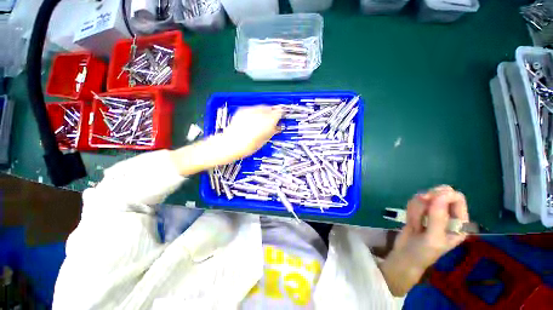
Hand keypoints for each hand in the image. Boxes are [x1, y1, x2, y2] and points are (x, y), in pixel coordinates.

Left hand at [169, 105, 281, 175]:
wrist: (228, 144)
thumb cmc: (247, 147)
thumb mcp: (262, 142)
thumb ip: (271, 132)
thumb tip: (277, 128)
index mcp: (266, 122)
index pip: (278, 113)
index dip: (281, 114)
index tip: (282, 116)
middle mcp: (258, 114)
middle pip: (270, 108)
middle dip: (273, 112)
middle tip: (274, 119)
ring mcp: (249, 111)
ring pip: (261, 107)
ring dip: (265, 111)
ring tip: (264, 119)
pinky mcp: (242, 111)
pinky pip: (253, 109)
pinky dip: (256, 112)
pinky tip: (254, 119)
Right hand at [379, 186, 468, 295]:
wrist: (404, 256)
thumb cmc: (423, 252)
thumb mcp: (433, 238)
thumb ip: (438, 218)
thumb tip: (440, 194)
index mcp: (459, 223)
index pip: (457, 198)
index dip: (443, 195)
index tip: (428, 198)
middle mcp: (447, 216)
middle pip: (440, 193)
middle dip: (428, 198)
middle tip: (420, 205)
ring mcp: (432, 214)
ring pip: (424, 197)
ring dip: (416, 208)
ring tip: (415, 224)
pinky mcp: (419, 213)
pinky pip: (414, 202)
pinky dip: (410, 209)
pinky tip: (411, 221)